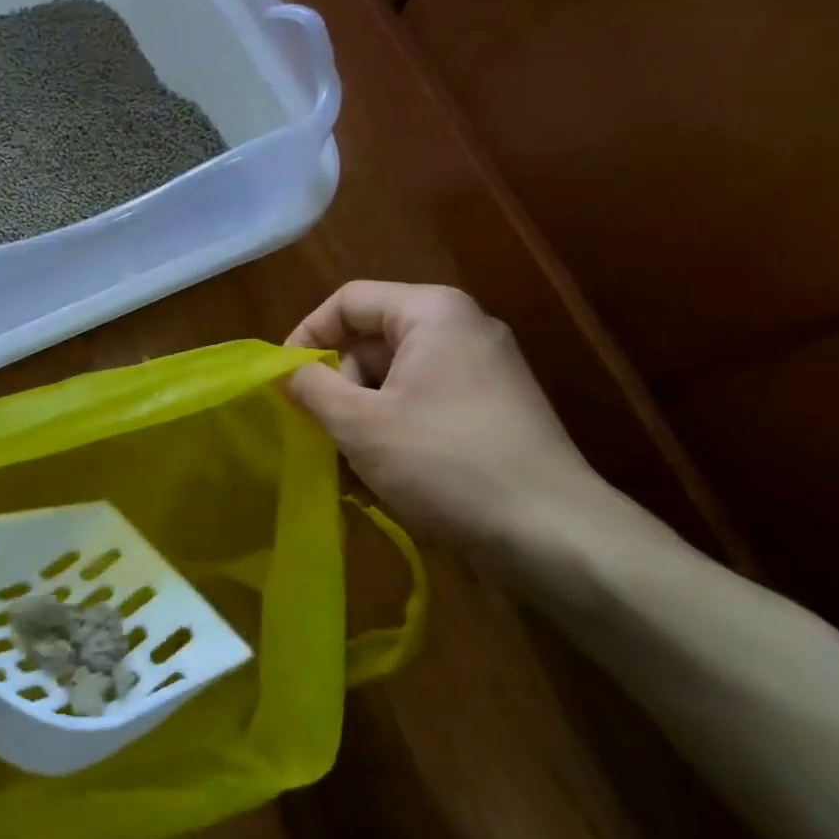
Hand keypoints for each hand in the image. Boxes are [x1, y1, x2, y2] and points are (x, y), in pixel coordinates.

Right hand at [286, 282, 600, 557]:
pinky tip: (380, 483)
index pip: (348, 301)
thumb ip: (310, 386)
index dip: (307, 336)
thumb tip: (283, 370)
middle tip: (320, 437)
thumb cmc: (445, 462)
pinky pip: (422, 408)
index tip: (284, 382)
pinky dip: (393, 435)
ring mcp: (482, 373)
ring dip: (360, 423)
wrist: (556, 537)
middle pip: (370, 344)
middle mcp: (460, 331)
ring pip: (393, 383)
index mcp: (432, 313)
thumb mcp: (359, 423)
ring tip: (348, 473)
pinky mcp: (492, 413)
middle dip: (337, 391)